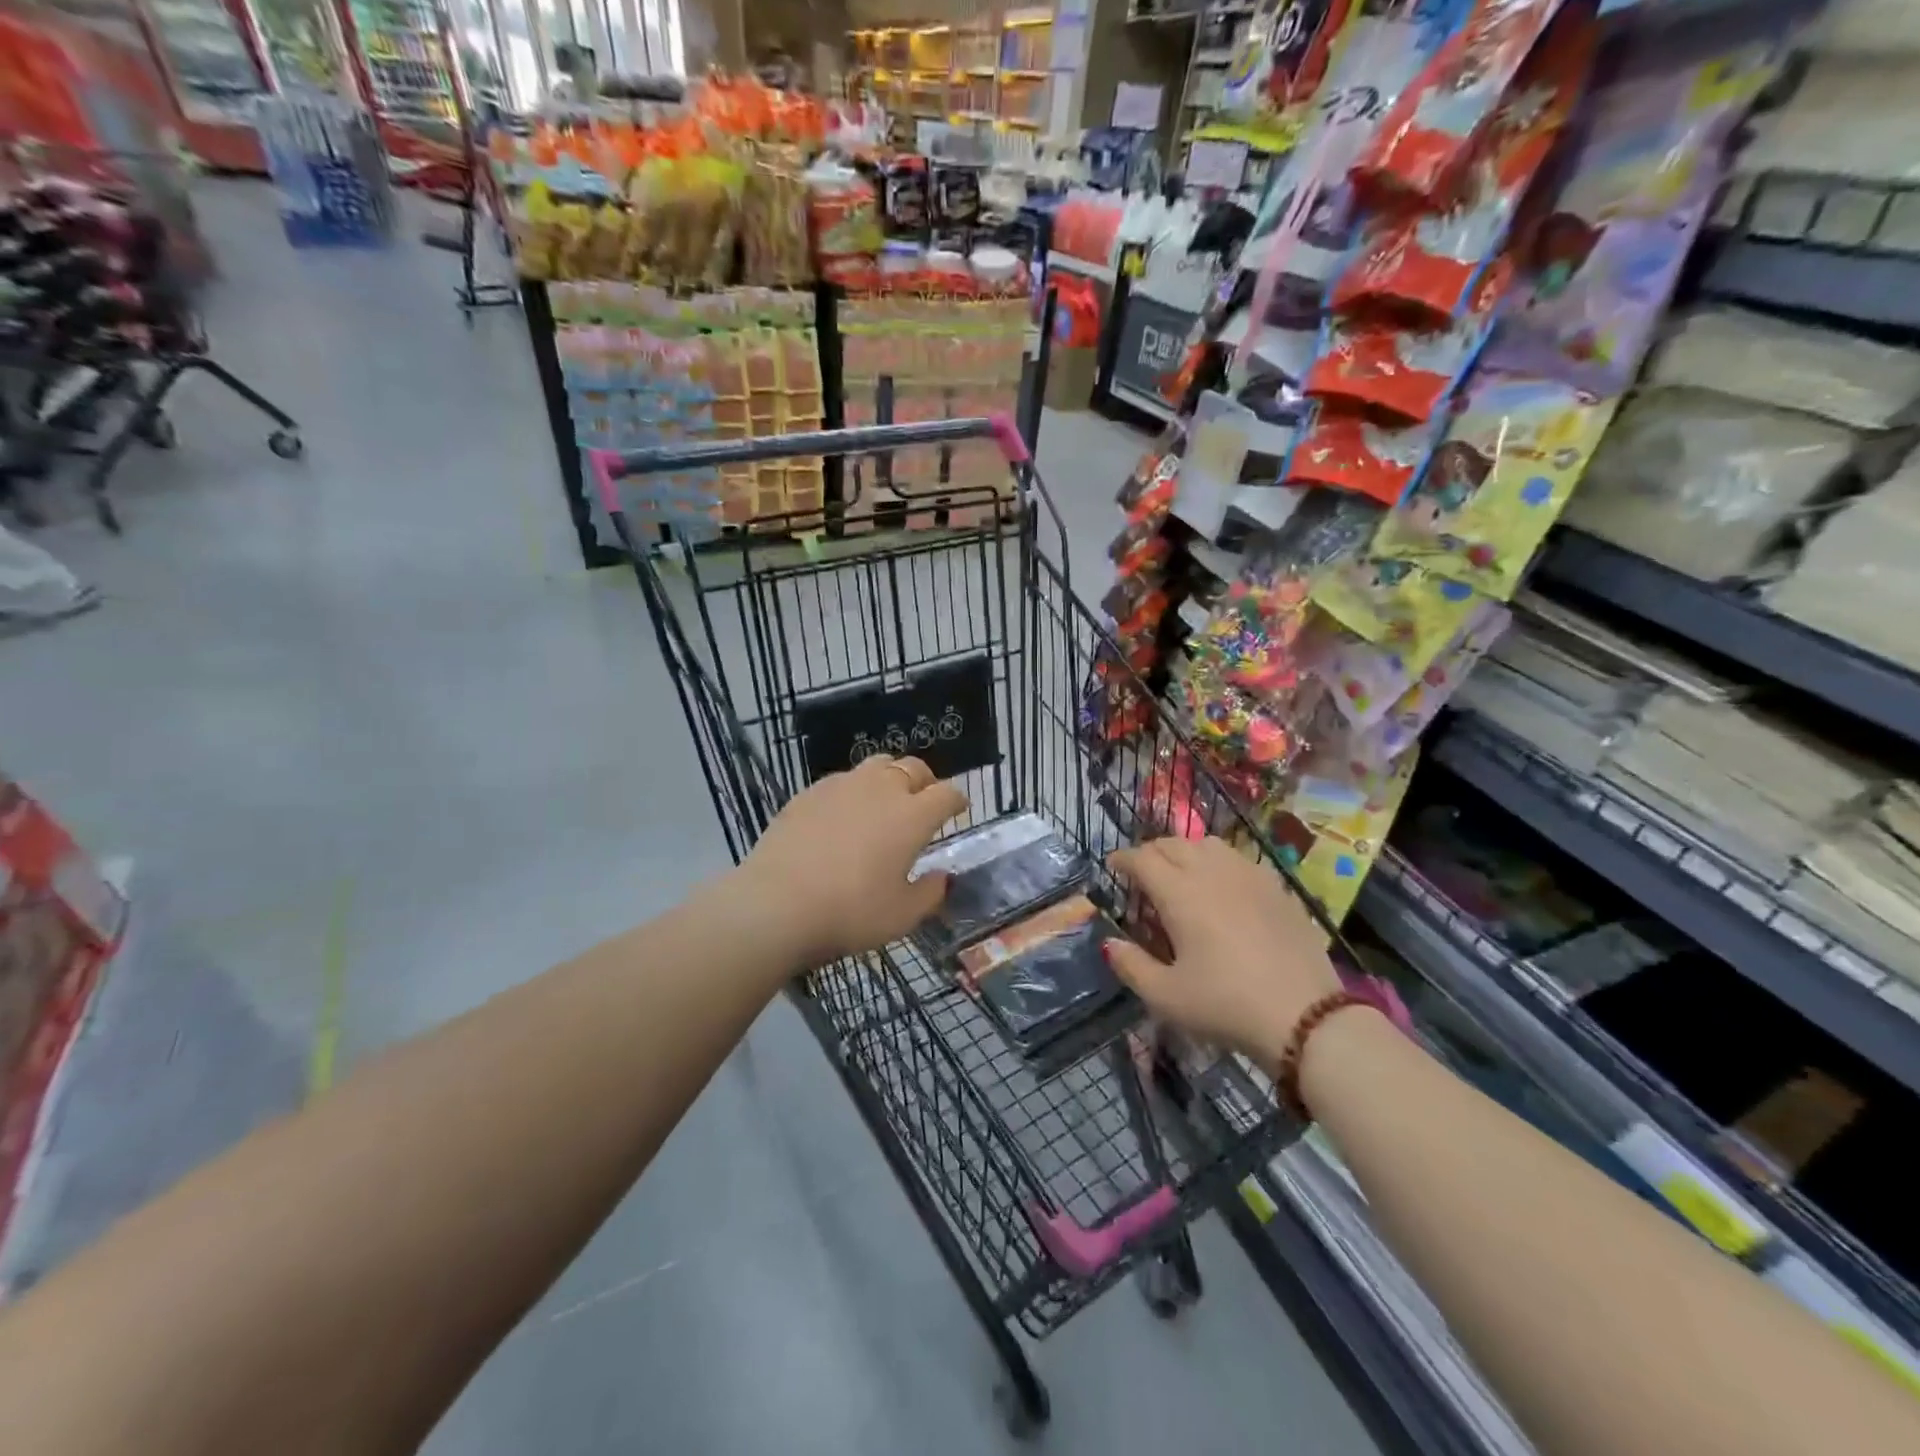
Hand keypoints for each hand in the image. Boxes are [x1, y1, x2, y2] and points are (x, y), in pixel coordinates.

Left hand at [739, 755, 967, 965]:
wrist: (776, 904)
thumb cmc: (850, 913)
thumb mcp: (902, 916)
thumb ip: (930, 893)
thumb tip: (942, 877)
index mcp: (912, 816)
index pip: (947, 793)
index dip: (956, 800)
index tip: (958, 809)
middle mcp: (881, 789)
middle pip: (913, 768)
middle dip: (925, 782)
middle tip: (923, 802)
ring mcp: (842, 786)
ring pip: (877, 765)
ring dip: (889, 778)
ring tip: (884, 802)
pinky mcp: (809, 793)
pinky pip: (842, 780)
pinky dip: (854, 790)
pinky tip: (843, 815)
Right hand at [1105, 837, 1342, 1067]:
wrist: (1306, 1017)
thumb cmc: (1226, 1005)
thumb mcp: (1166, 996)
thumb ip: (1131, 966)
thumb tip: (1109, 944)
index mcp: (1179, 893)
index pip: (1142, 859)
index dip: (1122, 859)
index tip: (1112, 866)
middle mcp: (1211, 873)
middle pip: (1173, 844)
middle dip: (1151, 852)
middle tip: (1142, 873)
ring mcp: (1249, 876)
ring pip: (1208, 845)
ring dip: (1186, 852)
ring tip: (1181, 874)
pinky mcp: (1277, 889)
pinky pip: (1239, 860)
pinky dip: (1219, 863)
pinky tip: (1223, 888)